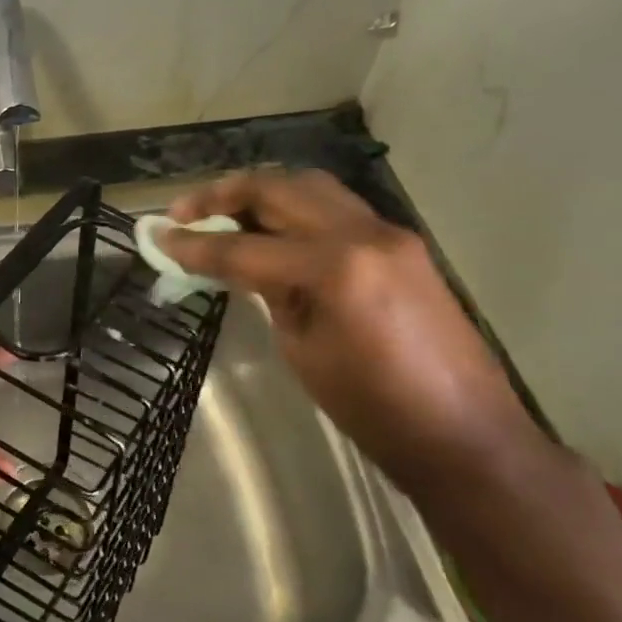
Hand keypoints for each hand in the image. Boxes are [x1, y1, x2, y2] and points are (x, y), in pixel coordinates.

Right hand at [159, 168, 557, 492]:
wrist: (464, 435)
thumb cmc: (372, 407)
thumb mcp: (301, 348)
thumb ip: (269, 293)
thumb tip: (238, 264)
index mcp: (335, 268)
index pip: (244, 247)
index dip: (193, 245)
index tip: (157, 237)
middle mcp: (364, 234)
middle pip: (278, 189)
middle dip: (223, 194)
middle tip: (184, 212)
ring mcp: (389, 234)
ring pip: (310, 187)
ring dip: (261, 193)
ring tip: (222, 213)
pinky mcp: (402, 245)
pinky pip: (336, 209)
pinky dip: (294, 210)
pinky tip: (271, 233)